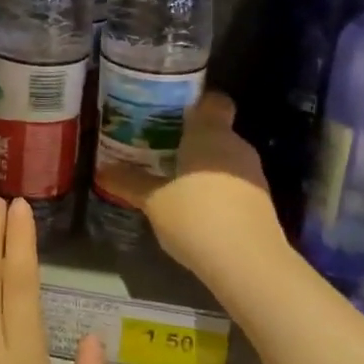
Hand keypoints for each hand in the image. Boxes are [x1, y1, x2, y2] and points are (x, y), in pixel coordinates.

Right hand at [98, 93, 287, 280]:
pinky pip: (234, 182)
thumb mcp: (154, 201)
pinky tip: (195, 205)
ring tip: (173, 177)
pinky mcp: (261, 201)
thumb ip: (130, 183)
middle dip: (191, 137)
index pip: (212, 100)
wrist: (247, 263)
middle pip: (215, 130)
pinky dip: (216, 187)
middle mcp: (236, 145)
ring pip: (225, 158)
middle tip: (159, 145)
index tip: (170, 110)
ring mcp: (253, 173)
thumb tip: (102, 170)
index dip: (194, 101)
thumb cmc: (196, 216)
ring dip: (204, 165)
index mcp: (210, 133)